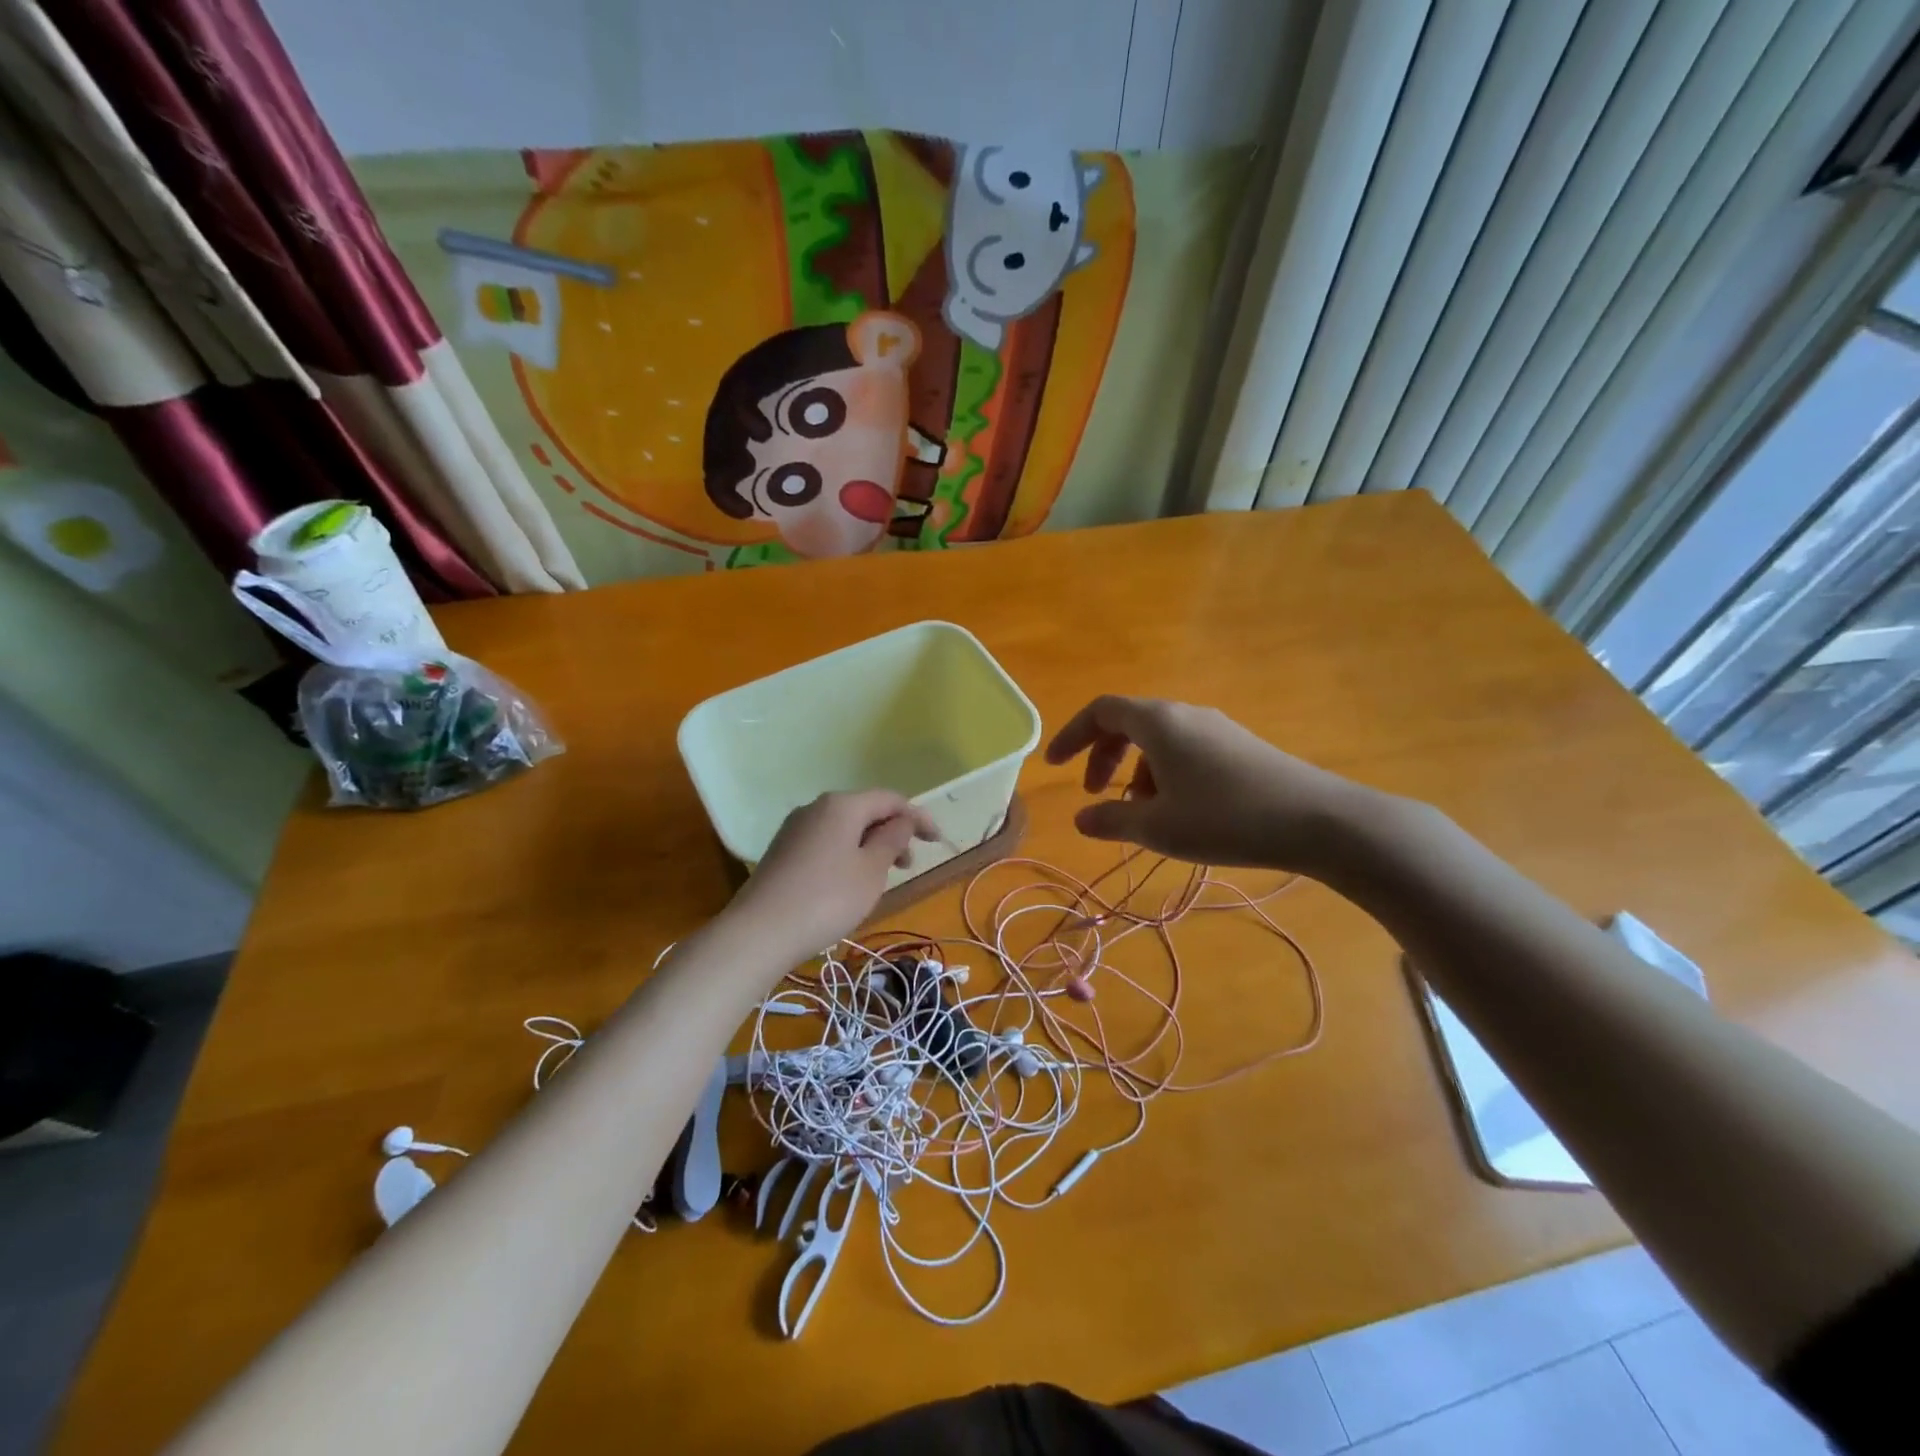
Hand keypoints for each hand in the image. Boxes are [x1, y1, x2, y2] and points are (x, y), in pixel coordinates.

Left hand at [726, 790, 939, 958]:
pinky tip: (850, 883)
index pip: (890, 799)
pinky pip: (826, 843)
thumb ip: (892, 840)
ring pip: (844, 829)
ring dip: (870, 846)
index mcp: (842, 805)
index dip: (918, 817)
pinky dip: (847, 854)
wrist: (759, 932)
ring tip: (882, 877)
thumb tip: (902, 821)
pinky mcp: (782, 851)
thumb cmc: (827, 898)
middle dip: (893, 832)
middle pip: (865, 811)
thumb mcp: (871, 871)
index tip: (937, 841)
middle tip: (909, 864)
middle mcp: (816, 808)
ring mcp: (795, 829)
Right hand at [1045, 695, 1378, 873]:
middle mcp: (1185, 714)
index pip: (1101, 712)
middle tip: (1095, 794)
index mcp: (1158, 722)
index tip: (1053, 766)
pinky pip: (1186, 750)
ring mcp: (1217, 728)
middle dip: (1103, 757)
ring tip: (1142, 815)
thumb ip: (1111, 820)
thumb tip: (1080, 819)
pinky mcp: (1240, 746)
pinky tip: (1180, 812)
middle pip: (1129, 723)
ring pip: (1159, 740)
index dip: (1071, 735)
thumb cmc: (1226, 819)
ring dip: (1136, 772)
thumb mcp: (1158, 827)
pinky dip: (1165, 774)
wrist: (1318, 821)